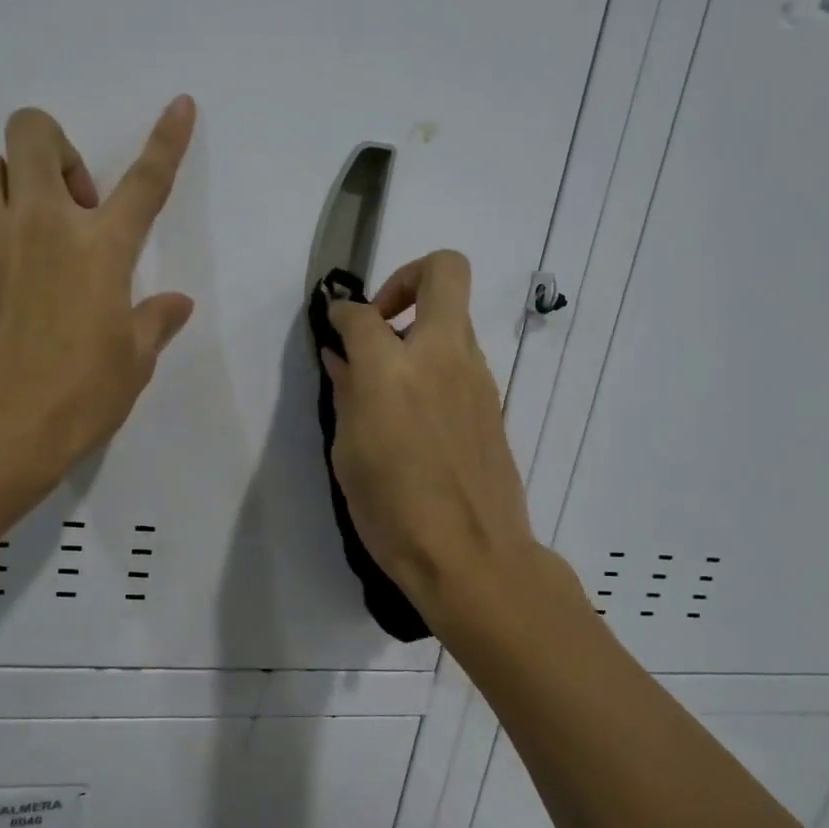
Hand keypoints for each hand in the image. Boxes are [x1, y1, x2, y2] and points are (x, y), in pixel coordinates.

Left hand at [0, 97, 196, 495]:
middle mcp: (41, 223)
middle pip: (34, 132)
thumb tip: (177, 303)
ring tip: (13, 231)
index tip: (180, 104)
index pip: (146, 180)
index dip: (167, 139)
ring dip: (2, 184)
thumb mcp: (133, 364)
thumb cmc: (78, 398)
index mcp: (102, 247)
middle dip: (51, 148)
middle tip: (64, 201)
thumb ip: (154, 322)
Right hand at [322, 251, 539, 609]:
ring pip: (456, 316)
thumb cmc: (393, 511)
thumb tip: (343, 359)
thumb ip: (347, 394)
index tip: (334, 325)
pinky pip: (463, 357)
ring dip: (422, 328)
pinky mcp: (493, 400)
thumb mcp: (349, 454)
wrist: (472, 556)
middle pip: (444, 271)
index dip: (342, 312)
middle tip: (382, 318)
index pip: (363, 313)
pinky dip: (437, 362)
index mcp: (392, 370)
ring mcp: (476, 375)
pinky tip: (417, 410)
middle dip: (408, 276)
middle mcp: (440, 356)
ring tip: (392, 379)